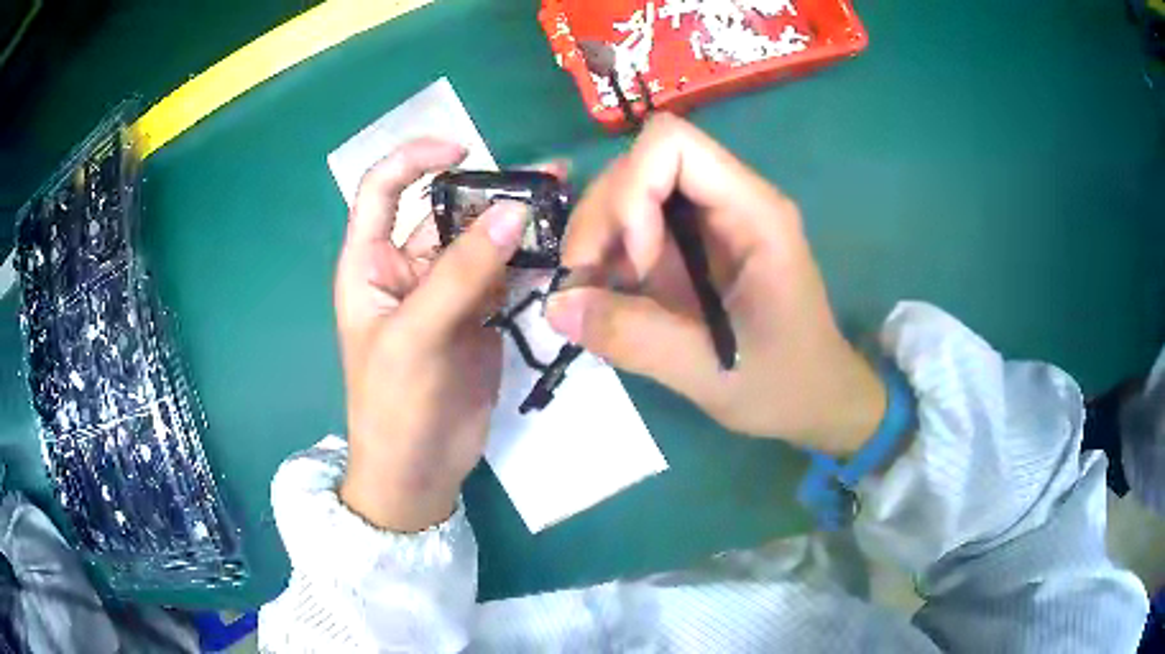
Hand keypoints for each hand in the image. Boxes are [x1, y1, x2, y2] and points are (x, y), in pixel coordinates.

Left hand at [335, 139, 528, 531]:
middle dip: (491, 190)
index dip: (415, 159)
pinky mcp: (480, 316)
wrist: (419, 470)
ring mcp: (448, 291)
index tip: (463, 149)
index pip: (382, 189)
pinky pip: (507, 276)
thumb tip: (514, 211)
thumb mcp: (416, 335)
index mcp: (371, 263)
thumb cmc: (394, 404)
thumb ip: (462, 273)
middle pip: (447, 210)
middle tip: (549, 179)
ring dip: (519, 223)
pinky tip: (563, 248)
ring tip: (567, 203)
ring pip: (483, 241)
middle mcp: (408, 267)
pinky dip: (533, 261)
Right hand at [546, 115, 885, 454]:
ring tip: (601, 297)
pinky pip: (639, 224)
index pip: (672, 144)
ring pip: (632, 190)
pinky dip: (611, 254)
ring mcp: (713, 219)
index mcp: (754, 213)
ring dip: (601, 238)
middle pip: (641, 163)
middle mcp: (732, 200)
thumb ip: (631, 336)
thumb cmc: (784, 385)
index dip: (633, 191)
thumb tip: (554, 305)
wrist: (817, 399)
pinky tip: (614, 295)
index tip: (635, 266)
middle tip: (592, 286)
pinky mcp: (697, 243)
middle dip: (604, 219)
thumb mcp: (708, 371)